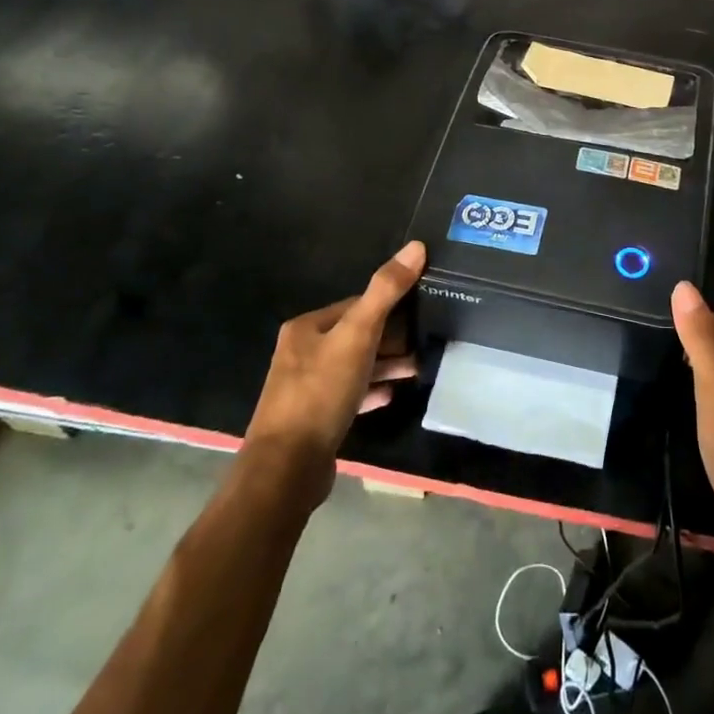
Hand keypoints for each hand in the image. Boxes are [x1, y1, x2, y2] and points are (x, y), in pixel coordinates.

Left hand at [242, 241, 425, 496]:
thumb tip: (416, 245)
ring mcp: (305, 388)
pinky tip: (393, 395)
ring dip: (385, 365)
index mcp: (306, 328)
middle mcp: (301, 353)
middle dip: (391, 338)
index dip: (388, 306)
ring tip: (419, 369)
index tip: (421, 312)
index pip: (355, 305)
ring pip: (354, 367)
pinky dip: (372, 391)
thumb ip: (386, 291)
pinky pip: (350, 395)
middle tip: (426, 342)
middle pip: (355, 336)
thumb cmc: (321, 391)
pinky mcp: (314, 419)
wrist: (287, 467)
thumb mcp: (359, 335)